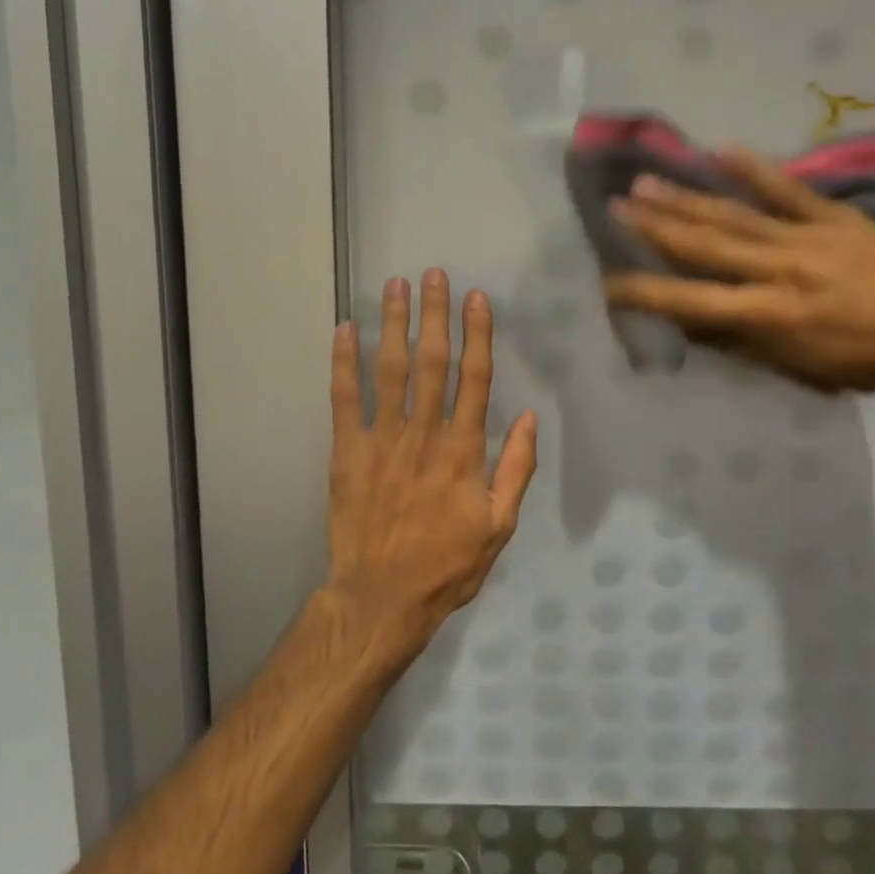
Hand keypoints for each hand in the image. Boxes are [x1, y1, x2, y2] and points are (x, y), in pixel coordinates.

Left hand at [327, 270, 538, 651]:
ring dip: (392, 324)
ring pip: (390, 370)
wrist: (381, 599)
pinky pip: (344, 400)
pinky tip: (343, 330)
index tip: (476, 299)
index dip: (477, 335)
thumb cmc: (447, 564)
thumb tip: (531, 417)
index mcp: (463, 451)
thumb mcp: (499, 526)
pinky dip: (343, 363)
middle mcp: (424, 434)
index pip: (474, 379)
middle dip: (434, 315)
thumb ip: (516, 470)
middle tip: (433, 274)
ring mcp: (382, 440)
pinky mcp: (347, 452)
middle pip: (431, 362)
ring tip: (395, 286)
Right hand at [602, 149, 874, 395]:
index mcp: (769, 316)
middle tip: (616, 206)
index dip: (647, 293)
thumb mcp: (797, 368)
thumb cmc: (864, 361)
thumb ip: (740, 343)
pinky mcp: (835, 217)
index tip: (609, 283)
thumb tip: (690, 321)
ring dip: (686, 198)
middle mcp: (779, 272)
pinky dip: (753, 170)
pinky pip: (788, 190)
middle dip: (655, 227)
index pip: (692, 303)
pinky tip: (719, 150)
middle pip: (705, 246)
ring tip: (646, 180)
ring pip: (735, 215)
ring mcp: (807, 238)